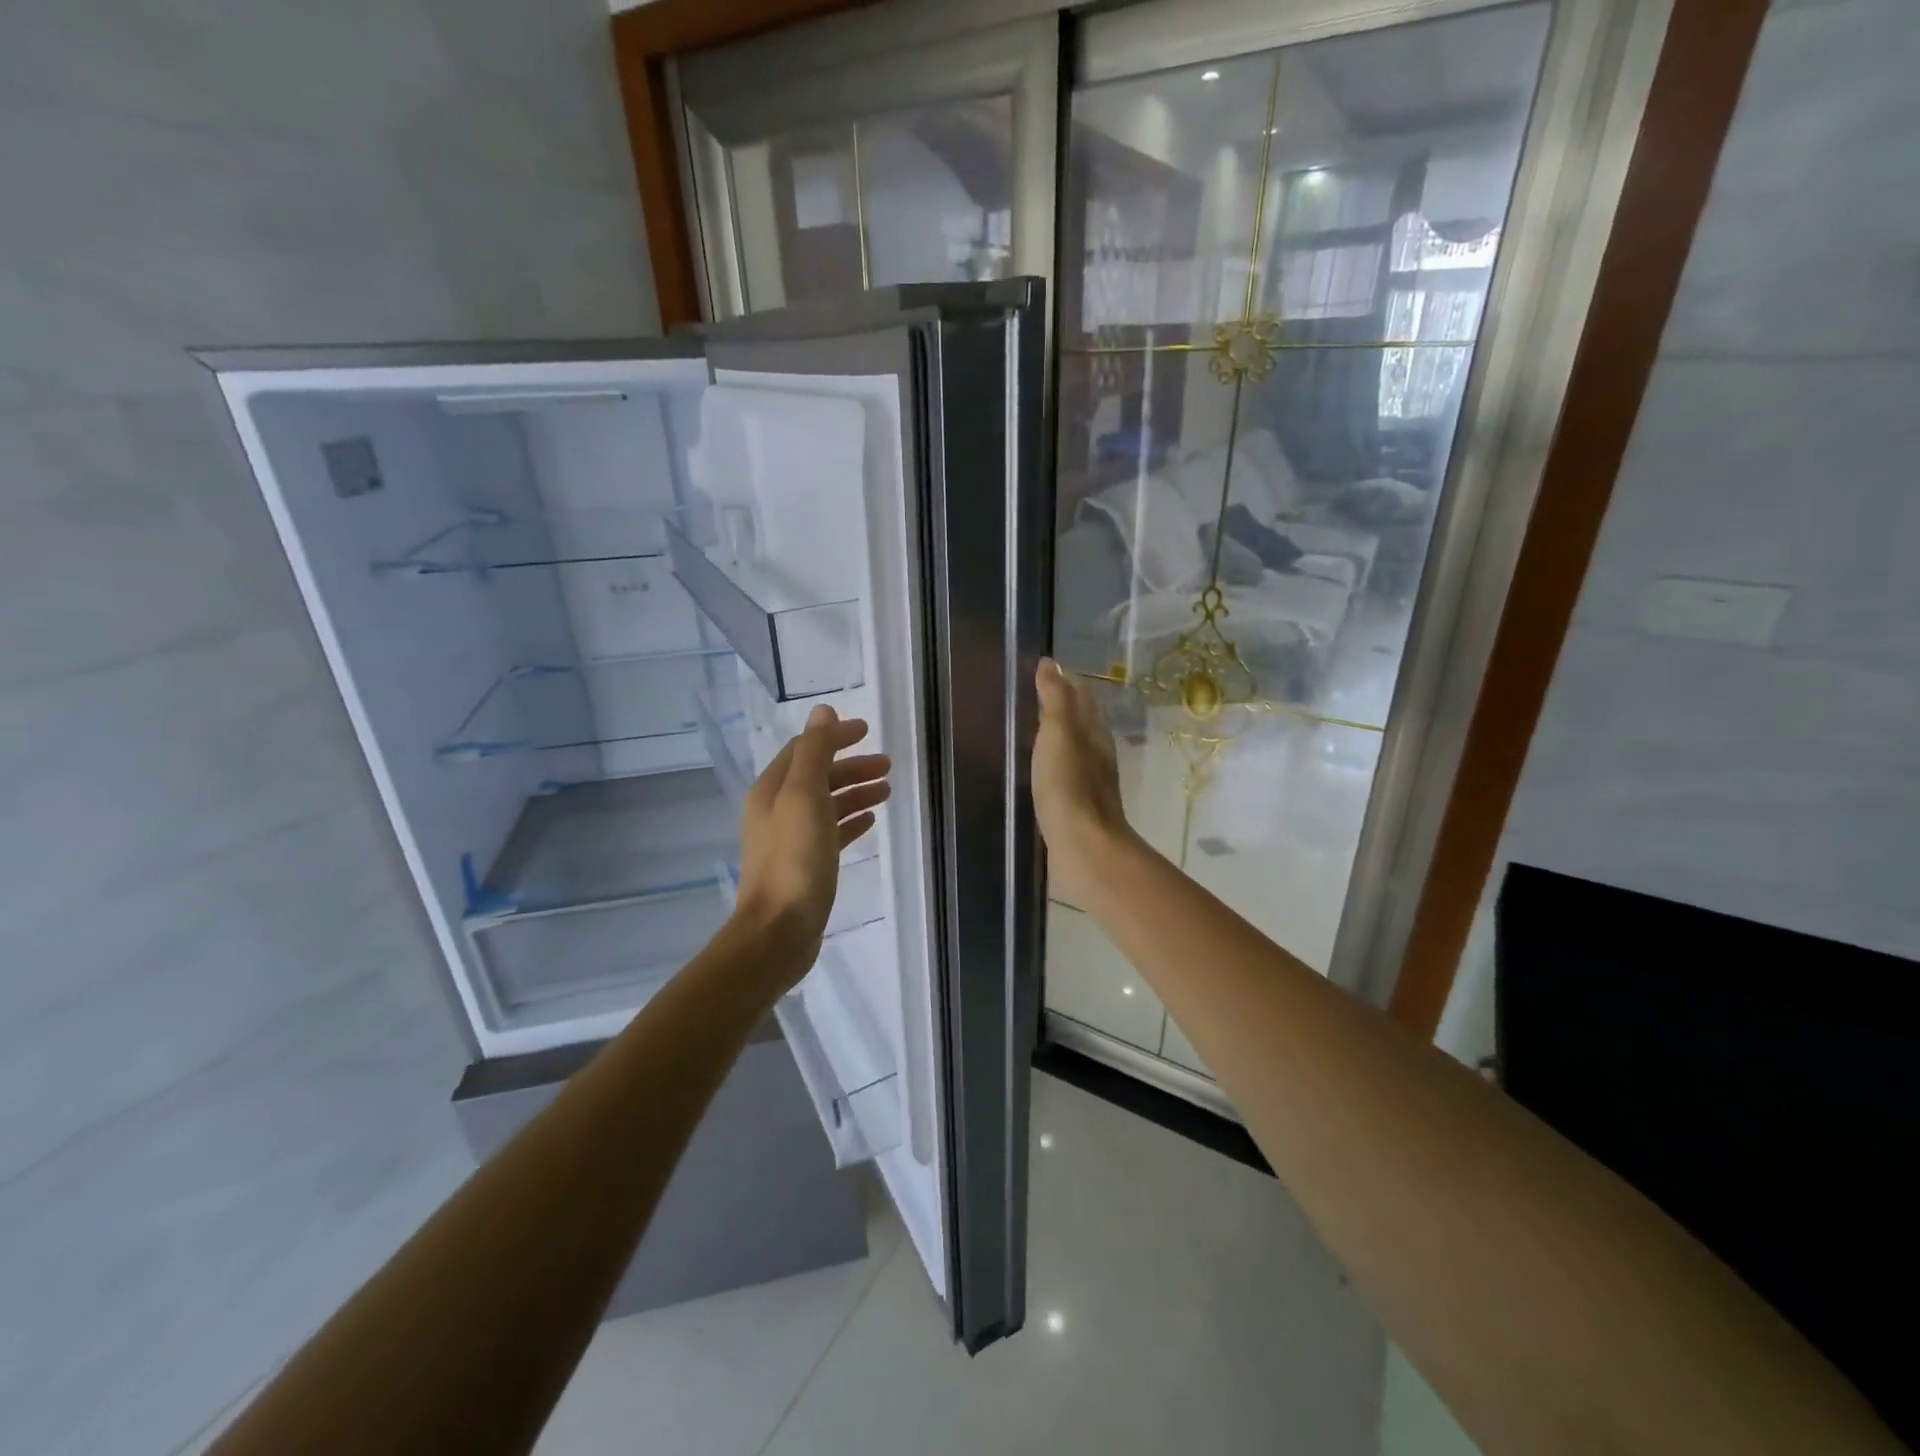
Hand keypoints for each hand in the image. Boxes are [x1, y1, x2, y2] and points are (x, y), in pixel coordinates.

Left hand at [734, 704, 890, 981]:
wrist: (779, 931)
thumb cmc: (794, 860)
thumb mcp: (805, 797)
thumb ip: (815, 752)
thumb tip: (823, 711)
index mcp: (772, 790)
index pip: (805, 750)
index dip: (835, 737)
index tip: (868, 733)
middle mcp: (777, 810)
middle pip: (818, 777)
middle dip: (851, 767)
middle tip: (887, 766)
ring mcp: (790, 840)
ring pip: (827, 805)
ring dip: (855, 792)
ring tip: (887, 791)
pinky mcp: (805, 866)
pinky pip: (831, 833)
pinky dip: (850, 821)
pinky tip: (871, 822)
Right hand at [1032, 658, 1138, 905]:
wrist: (1083, 848)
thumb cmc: (1070, 786)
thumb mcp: (1059, 734)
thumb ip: (1055, 699)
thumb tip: (1051, 663)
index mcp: (1095, 734)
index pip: (1083, 699)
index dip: (1067, 683)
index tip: (1044, 672)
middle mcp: (1098, 756)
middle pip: (1083, 724)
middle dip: (1063, 708)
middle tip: (1033, 697)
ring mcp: (1090, 784)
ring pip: (1075, 750)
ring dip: (1059, 738)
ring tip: (1033, 730)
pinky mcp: (1078, 809)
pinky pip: (1065, 776)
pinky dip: (1053, 765)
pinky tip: (1040, 771)